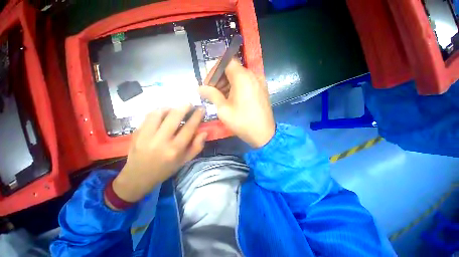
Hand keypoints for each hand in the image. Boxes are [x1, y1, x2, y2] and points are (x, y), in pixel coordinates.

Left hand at [110, 105, 206, 203]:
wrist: (138, 177)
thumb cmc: (165, 169)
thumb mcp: (185, 161)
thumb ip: (197, 146)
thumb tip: (204, 132)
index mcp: (175, 149)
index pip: (189, 128)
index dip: (197, 116)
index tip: (201, 108)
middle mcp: (161, 141)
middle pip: (174, 117)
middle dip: (184, 107)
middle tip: (189, 104)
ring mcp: (146, 136)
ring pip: (159, 113)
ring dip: (169, 107)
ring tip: (175, 108)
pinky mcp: (136, 133)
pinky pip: (148, 117)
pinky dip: (157, 111)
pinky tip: (162, 113)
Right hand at [199, 59, 274, 147]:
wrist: (264, 134)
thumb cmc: (242, 122)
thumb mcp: (223, 109)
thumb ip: (211, 95)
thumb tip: (200, 88)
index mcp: (243, 77)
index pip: (226, 62)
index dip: (215, 70)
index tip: (208, 84)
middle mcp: (253, 75)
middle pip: (233, 69)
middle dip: (220, 79)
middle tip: (212, 92)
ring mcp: (259, 82)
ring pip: (239, 76)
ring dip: (228, 84)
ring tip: (221, 97)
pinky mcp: (262, 89)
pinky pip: (247, 83)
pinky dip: (237, 87)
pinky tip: (232, 99)